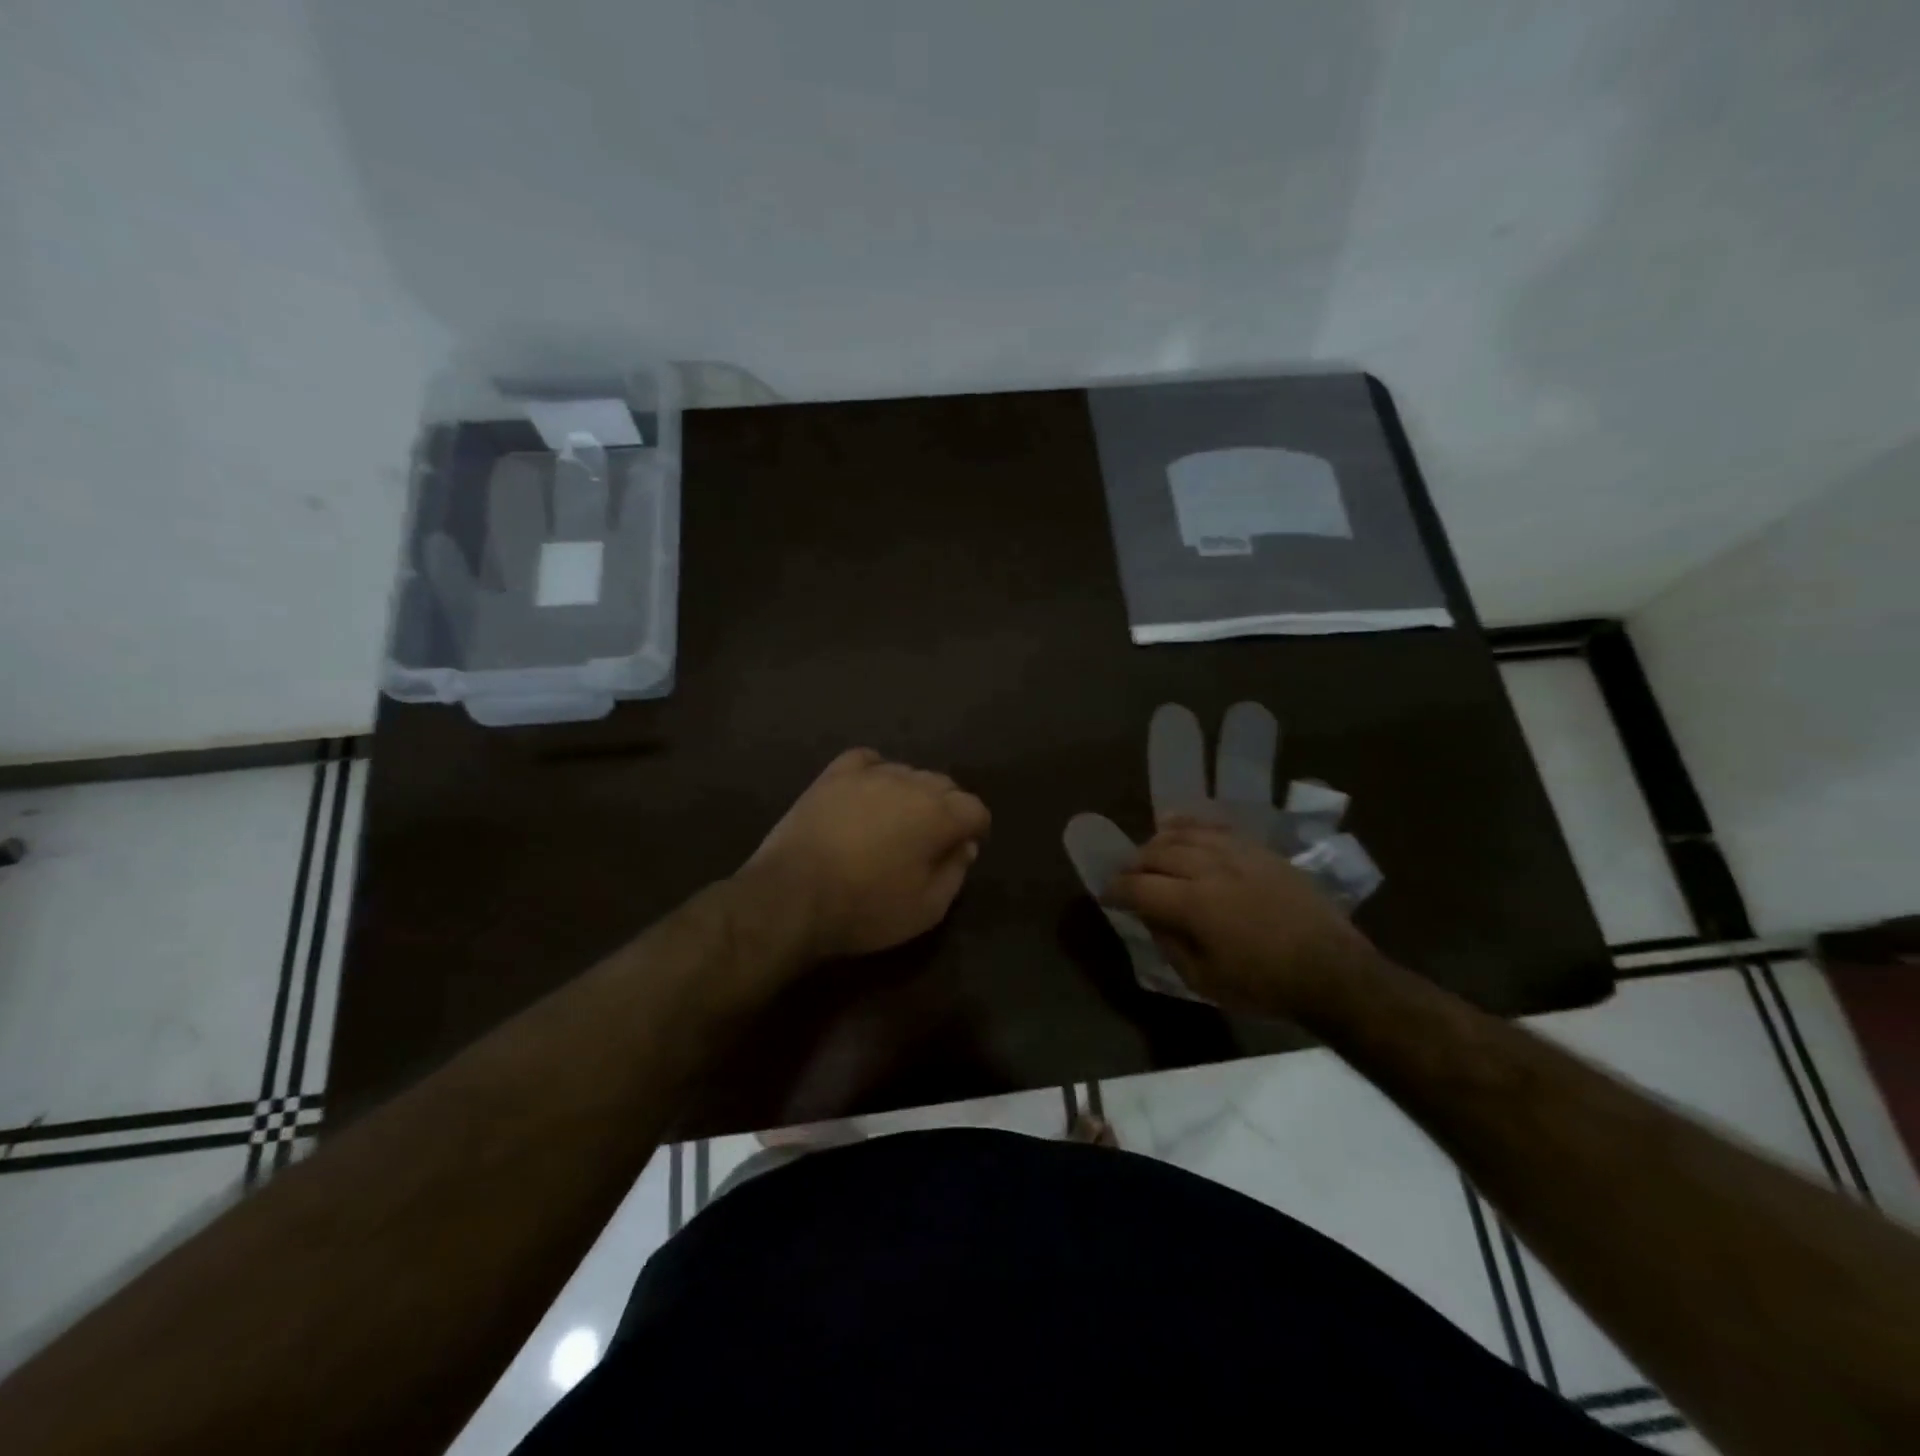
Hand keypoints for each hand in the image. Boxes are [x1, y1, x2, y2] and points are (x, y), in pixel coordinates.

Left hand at [744, 748, 990, 960]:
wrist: (792, 896)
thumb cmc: (866, 908)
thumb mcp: (927, 908)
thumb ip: (955, 873)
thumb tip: (964, 846)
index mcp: (938, 814)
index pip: (975, 809)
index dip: (975, 829)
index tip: (964, 849)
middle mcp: (910, 783)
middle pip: (944, 785)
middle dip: (947, 808)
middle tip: (932, 839)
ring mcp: (869, 775)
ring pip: (907, 772)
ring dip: (912, 793)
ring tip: (897, 821)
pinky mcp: (834, 775)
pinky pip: (867, 761)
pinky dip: (876, 772)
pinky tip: (870, 791)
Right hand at [1105, 816, 1381, 1017]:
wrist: (1332, 971)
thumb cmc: (1264, 985)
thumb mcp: (1204, 981)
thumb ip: (1170, 944)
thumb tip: (1151, 918)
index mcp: (1193, 904)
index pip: (1138, 886)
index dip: (1116, 889)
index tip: (1106, 895)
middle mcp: (1209, 869)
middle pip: (1156, 853)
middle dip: (1134, 865)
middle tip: (1128, 878)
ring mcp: (1236, 854)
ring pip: (1183, 835)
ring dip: (1158, 843)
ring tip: (1150, 854)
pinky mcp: (1259, 850)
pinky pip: (1215, 827)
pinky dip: (1190, 825)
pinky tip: (1178, 828)